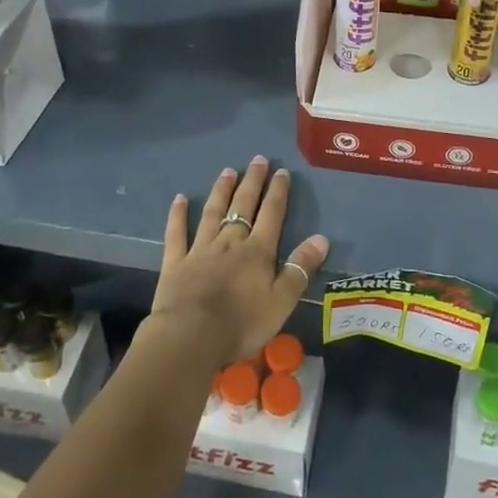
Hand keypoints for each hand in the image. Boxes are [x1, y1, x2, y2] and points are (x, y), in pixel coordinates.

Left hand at [148, 157, 329, 368]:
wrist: (191, 337)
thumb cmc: (242, 323)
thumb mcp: (282, 301)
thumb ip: (300, 268)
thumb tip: (322, 238)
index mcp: (257, 251)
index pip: (271, 214)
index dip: (278, 192)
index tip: (282, 171)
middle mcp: (230, 242)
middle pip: (242, 206)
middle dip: (252, 182)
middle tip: (258, 160)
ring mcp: (200, 249)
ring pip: (212, 212)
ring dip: (221, 190)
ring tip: (228, 171)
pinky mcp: (176, 262)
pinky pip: (177, 233)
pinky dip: (178, 215)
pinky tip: (179, 199)